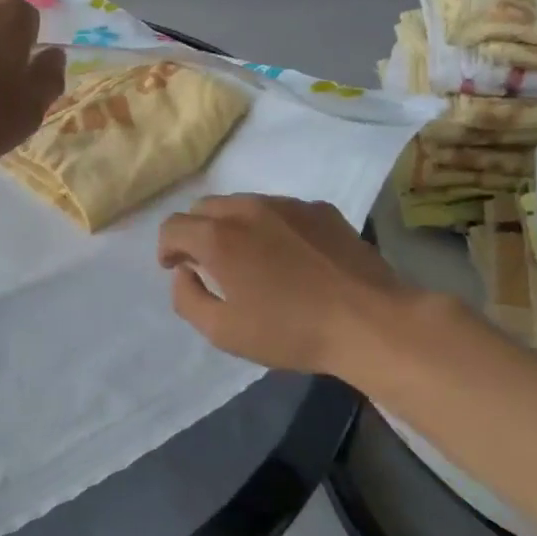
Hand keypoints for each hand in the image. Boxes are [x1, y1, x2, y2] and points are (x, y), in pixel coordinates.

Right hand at [157, 194, 413, 375]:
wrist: (370, 322)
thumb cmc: (290, 331)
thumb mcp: (223, 331)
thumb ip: (188, 298)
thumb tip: (183, 272)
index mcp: (219, 237)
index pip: (173, 226)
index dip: (166, 248)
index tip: (174, 268)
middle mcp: (248, 209)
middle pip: (204, 207)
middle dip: (196, 232)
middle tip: (206, 264)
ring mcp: (288, 205)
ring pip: (242, 204)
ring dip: (231, 225)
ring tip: (247, 257)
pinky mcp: (320, 210)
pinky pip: (279, 210)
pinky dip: (269, 226)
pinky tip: (288, 256)